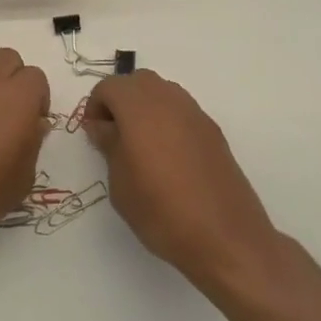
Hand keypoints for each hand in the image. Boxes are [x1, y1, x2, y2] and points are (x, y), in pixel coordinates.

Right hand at [83, 70, 279, 291]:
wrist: (226, 238)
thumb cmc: (161, 211)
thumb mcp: (120, 183)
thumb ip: (109, 146)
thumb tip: (103, 126)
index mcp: (140, 107)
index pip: (109, 86)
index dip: (95, 106)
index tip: (94, 135)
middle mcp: (169, 100)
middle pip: (137, 82)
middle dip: (120, 101)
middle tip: (114, 136)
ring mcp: (195, 114)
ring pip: (162, 93)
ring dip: (145, 108)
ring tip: (140, 147)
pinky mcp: (213, 132)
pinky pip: (182, 112)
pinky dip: (167, 122)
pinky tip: (168, 159)